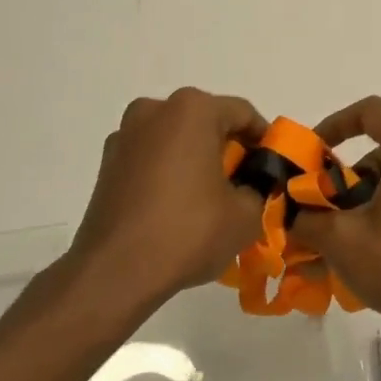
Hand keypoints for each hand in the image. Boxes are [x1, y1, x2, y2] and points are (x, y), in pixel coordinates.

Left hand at [69, 88, 268, 312]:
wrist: (115, 271)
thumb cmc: (188, 231)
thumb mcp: (245, 215)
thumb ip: (259, 190)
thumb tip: (251, 187)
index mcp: (192, 109)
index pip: (243, 113)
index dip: (264, 141)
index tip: (273, 168)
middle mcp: (155, 110)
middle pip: (205, 122)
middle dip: (228, 149)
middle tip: (245, 184)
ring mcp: (125, 135)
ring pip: (175, 140)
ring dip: (196, 160)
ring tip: (211, 199)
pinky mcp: (107, 164)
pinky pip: (151, 159)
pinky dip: (168, 173)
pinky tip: (178, 207)